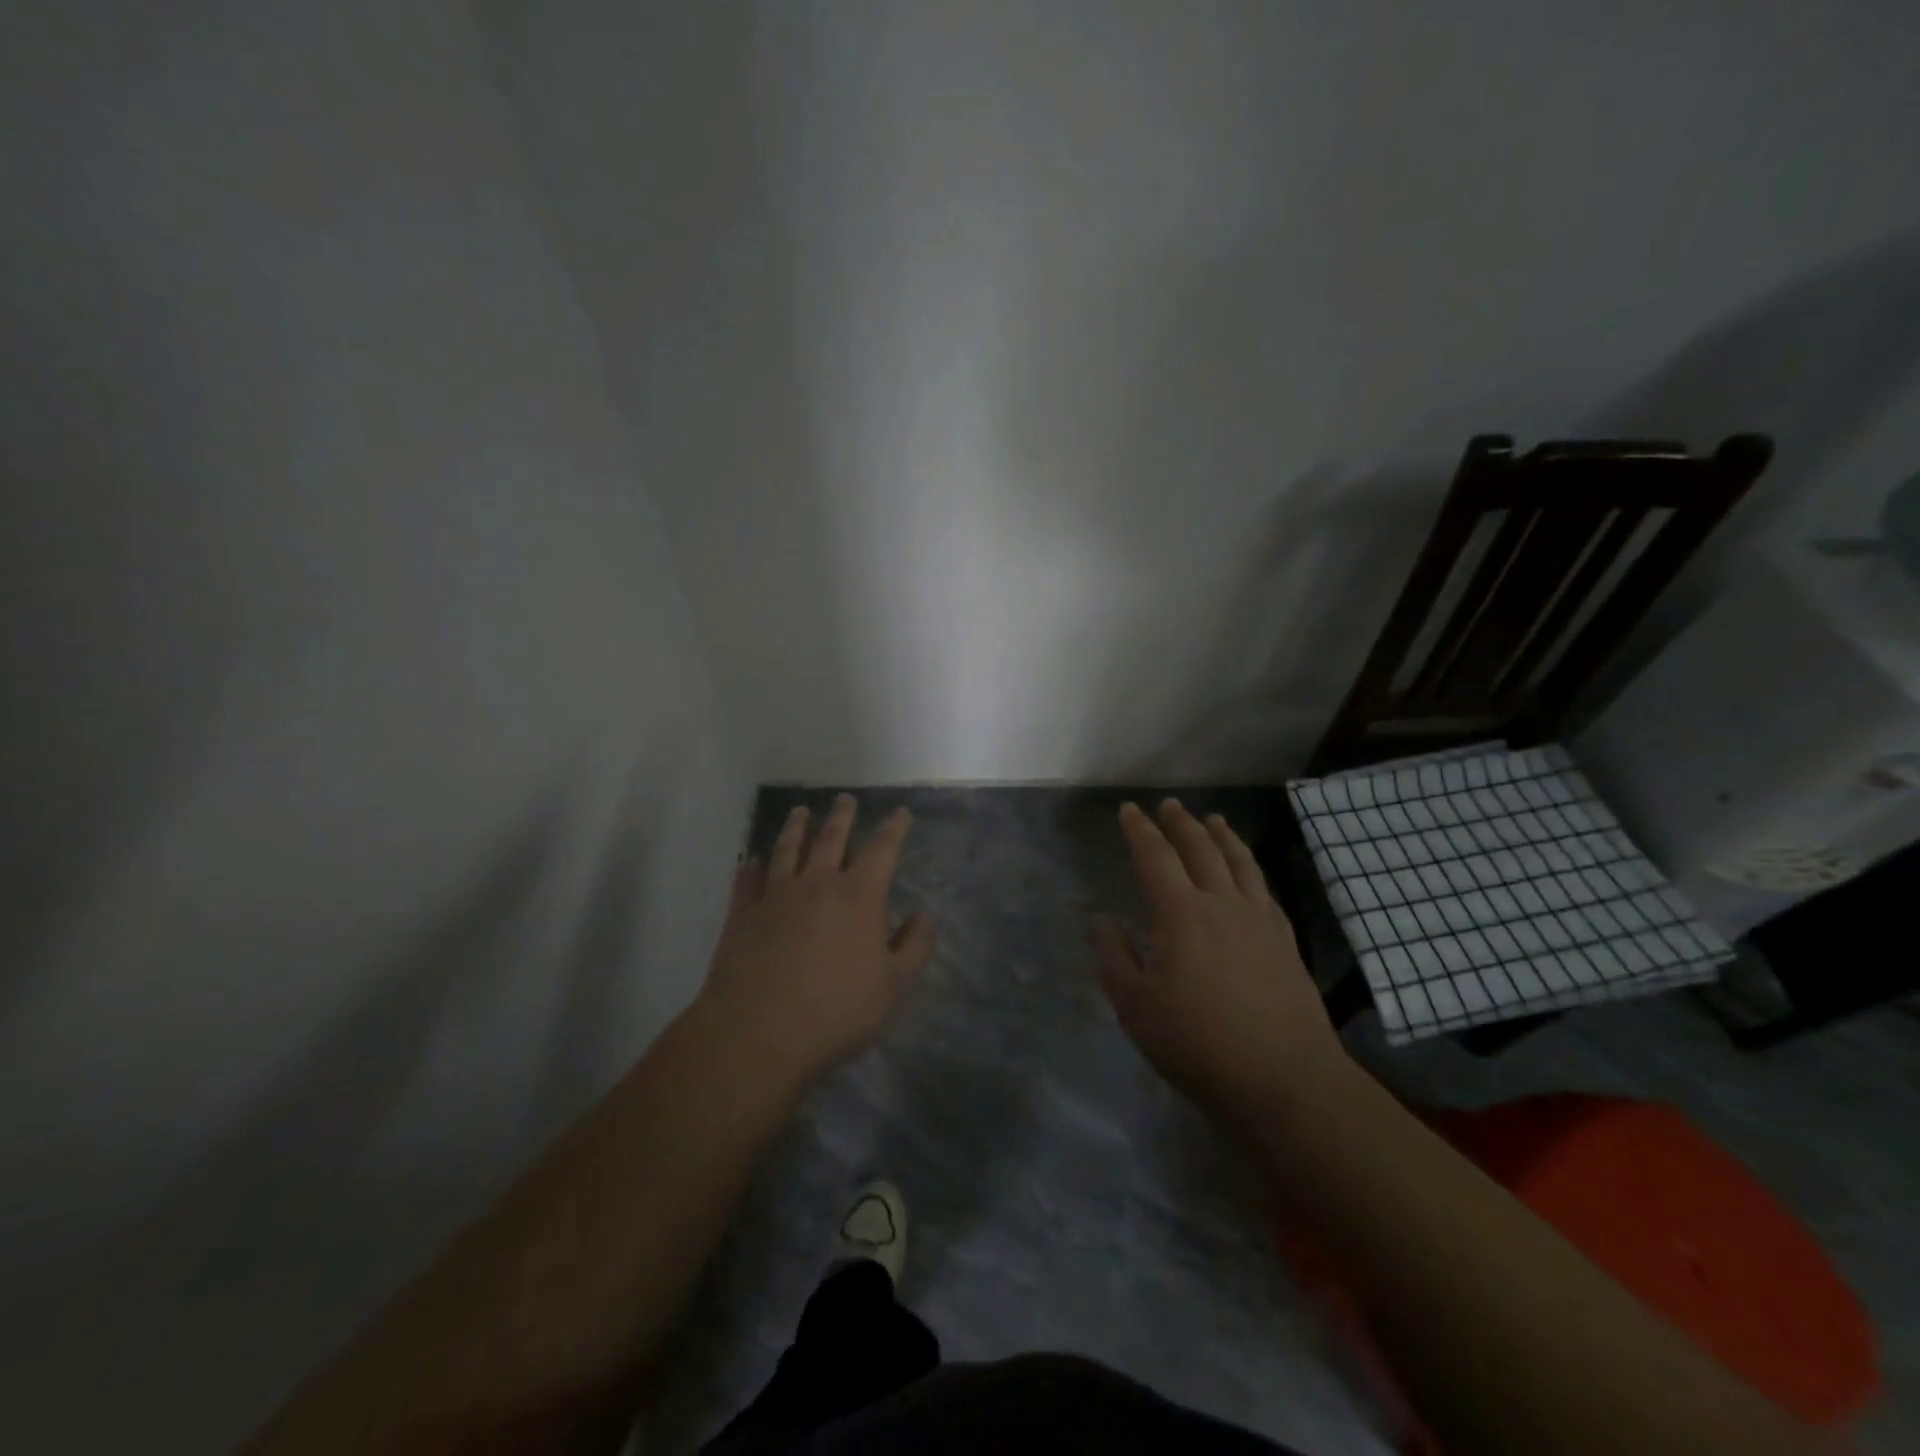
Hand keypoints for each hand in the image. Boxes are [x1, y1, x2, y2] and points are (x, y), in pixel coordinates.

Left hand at [698, 794, 934, 1088]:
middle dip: (841, 816)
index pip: (881, 850)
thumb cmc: (836, 1012)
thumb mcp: (893, 987)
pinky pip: (747, 881)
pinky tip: (752, 861)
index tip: (900, 812)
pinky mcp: (742, 915)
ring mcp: (775, 896)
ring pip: (787, 850)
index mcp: (858, 896)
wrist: (758, 1035)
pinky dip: (751, 867)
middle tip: (844, 798)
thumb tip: (925, 914)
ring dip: (795, 828)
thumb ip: (915, 946)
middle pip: (831, 839)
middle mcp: (816, 884)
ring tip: (800, 812)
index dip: (894, 828)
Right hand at [1092, 800, 1348, 1121]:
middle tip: (1169, 805)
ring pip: (1240, 861)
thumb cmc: (1199, 1045)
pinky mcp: (1286, 941)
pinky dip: (1251, 869)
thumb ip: (1115, 958)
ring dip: (1223, 835)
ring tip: (1214, 819)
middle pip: (1201, 848)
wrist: (1286, 1080)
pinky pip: (1265, 889)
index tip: (1129, 810)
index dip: (1140, 830)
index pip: (1155, 857)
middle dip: (1181, 823)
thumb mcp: (1136, 1009)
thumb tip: (1102, 920)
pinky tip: (1248, 873)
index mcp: (1181, 914)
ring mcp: (1260, 920)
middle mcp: (1222, 903)